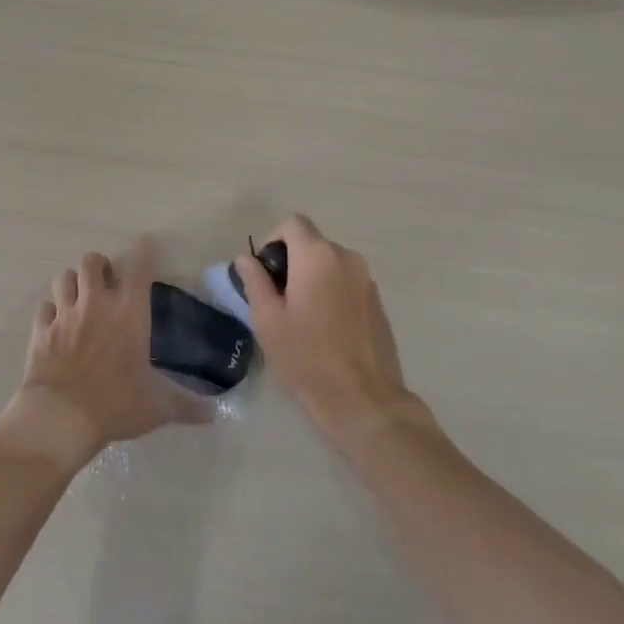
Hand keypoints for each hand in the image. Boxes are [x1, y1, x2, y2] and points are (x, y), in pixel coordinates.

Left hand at [0, 240, 211, 470]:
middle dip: (100, 265)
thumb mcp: (156, 407)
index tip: (147, 243)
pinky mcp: (41, 330)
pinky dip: (51, 310)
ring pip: (64, 277)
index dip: (144, 250)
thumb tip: (213, 415)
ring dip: (73, 282)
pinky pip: (44, 307)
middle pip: (92, 261)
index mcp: (129, 313)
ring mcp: (65, 314)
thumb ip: (185, 406)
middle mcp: (96, 304)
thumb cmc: (115, 405)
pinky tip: (56, 323)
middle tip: (107, 281)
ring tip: (80, 296)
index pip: (139, 267)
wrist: (61, 417)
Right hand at [234, 214, 423, 443]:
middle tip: (276, 299)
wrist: (363, 400)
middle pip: (312, 242)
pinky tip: (324, 328)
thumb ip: (254, 281)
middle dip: (291, 261)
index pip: (293, 223)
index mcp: (317, 256)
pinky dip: (331, 291)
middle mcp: (346, 258)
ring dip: (311, 276)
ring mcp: (367, 279)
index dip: (272, 240)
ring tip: (300, 316)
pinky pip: (347, 281)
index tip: (264, 273)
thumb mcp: (268, 321)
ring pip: (330, 263)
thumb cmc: (307, 359)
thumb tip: (245, 258)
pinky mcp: (377, 301)